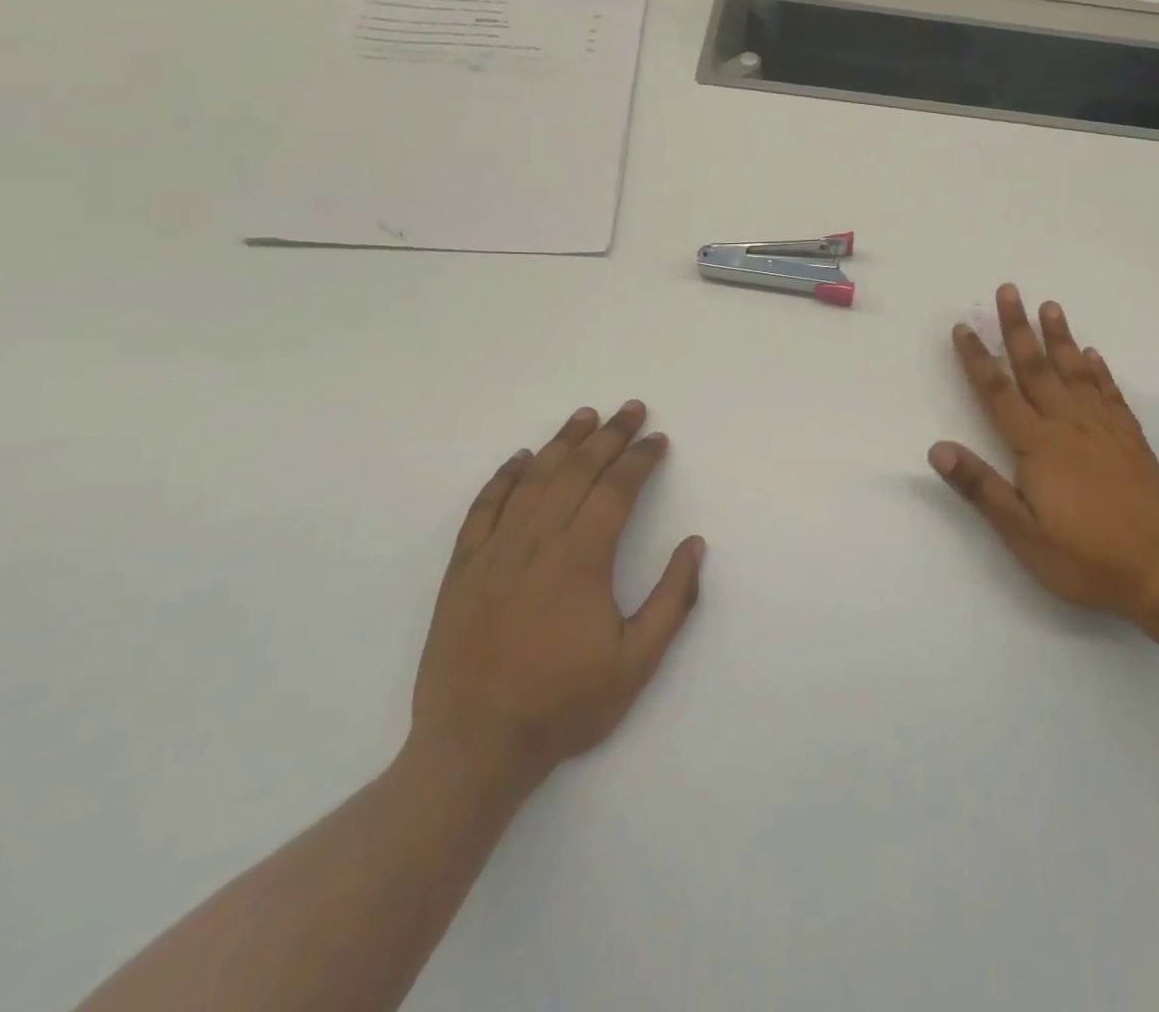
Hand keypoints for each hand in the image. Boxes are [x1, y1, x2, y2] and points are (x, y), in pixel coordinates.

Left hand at [409, 401, 704, 792]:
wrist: (473, 749)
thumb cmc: (563, 705)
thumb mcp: (636, 663)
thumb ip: (672, 600)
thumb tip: (695, 544)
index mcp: (581, 561)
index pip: (616, 491)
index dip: (639, 460)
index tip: (657, 439)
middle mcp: (537, 543)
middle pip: (576, 472)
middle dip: (608, 436)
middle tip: (630, 408)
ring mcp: (494, 553)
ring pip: (532, 480)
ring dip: (561, 443)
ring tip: (585, 416)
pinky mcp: (462, 570)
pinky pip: (483, 509)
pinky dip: (503, 478)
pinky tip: (519, 458)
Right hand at [929, 285, 1158, 621]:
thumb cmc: (1084, 557)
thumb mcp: (1022, 532)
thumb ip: (980, 486)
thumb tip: (937, 448)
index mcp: (1037, 445)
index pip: (998, 392)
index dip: (977, 359)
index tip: (963, 328)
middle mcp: (1069, 425)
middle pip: (1037, 367)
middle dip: (1018, 328)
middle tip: (1009, 290)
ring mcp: (1104, 429)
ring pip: (1075, 372)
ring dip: (1060, 337)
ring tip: (1050, 306)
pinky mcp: (1131, 440)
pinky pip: (1110, 393)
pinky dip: (1099, 370)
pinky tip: (1093, 355)